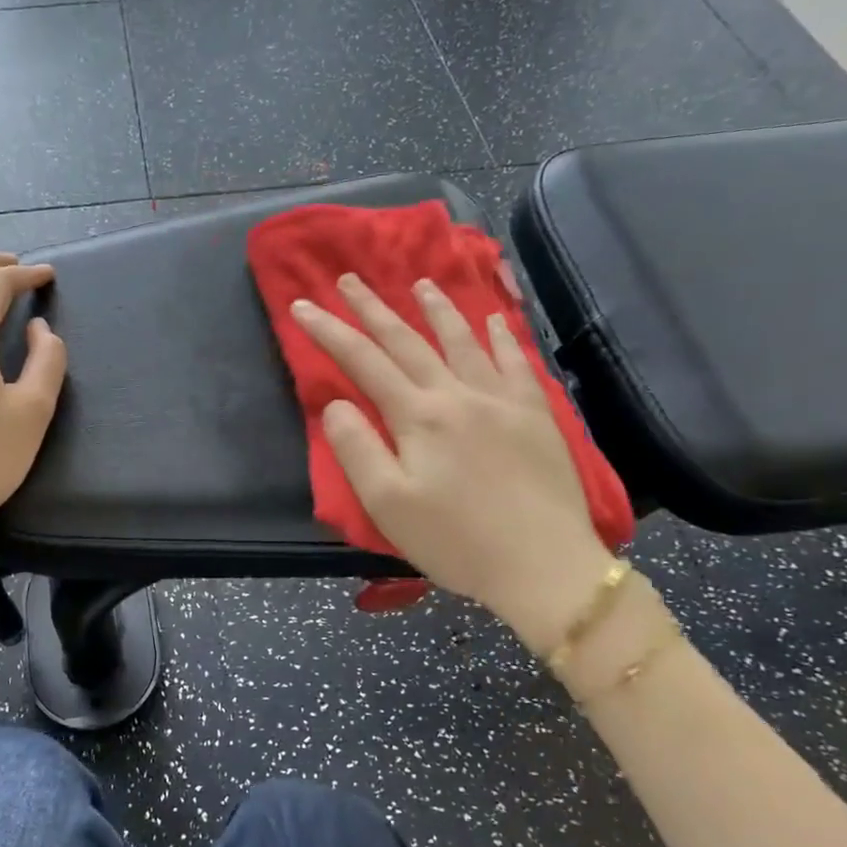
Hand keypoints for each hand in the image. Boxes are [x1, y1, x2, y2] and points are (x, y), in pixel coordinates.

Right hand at [292, 272, 613, 654]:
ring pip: (463, 341)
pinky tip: (494, 321)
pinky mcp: (535, 415)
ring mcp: (502, 400)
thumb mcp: (388, 504)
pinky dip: (501, 337)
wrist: (545, 567)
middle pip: (408, 341)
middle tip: (349, 279)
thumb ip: (356, 448)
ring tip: (420, 283)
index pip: (363, 361)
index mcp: (418, 416)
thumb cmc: (457, 541)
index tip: (301, 305)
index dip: (329, 331)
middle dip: (373, 308)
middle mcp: (458, 394)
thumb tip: (335, 404)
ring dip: (437, 309)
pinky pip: (515, 363)